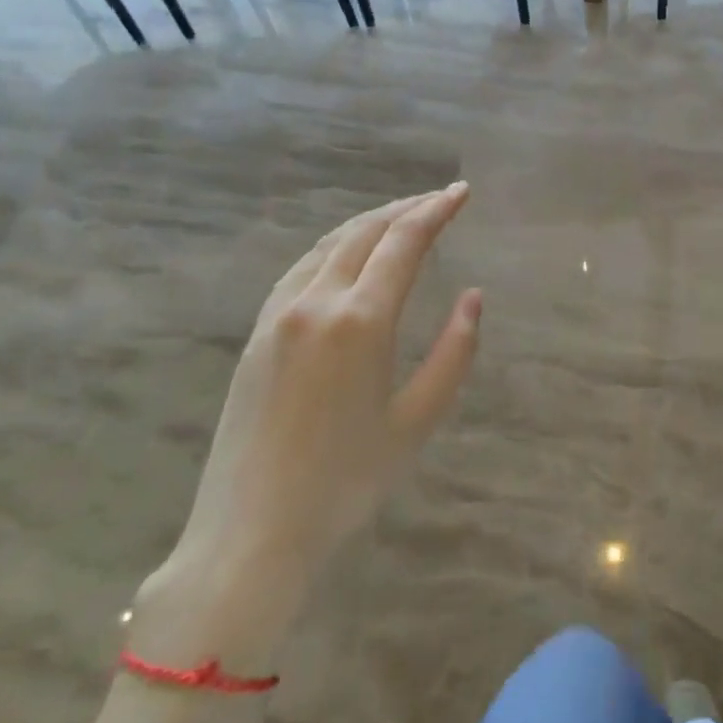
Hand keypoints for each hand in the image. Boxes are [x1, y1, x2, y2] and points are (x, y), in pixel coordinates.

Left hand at [135, 185, 480, 667]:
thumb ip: (454, 352)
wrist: (250, 531)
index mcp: (360, 321)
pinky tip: (348, 257)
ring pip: (328, 245)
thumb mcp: (418, 420)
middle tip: (439, 198)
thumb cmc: (347, 481)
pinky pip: (301, 269)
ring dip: (368, 224)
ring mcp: (278, 316)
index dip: (435, 210)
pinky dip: (335, 247)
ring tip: (400, 218)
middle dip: (405, 209)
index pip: (403, 243)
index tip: (461, 191)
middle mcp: (315, 303)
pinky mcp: (257, 334)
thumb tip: (472, 297)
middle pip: (363, 233)